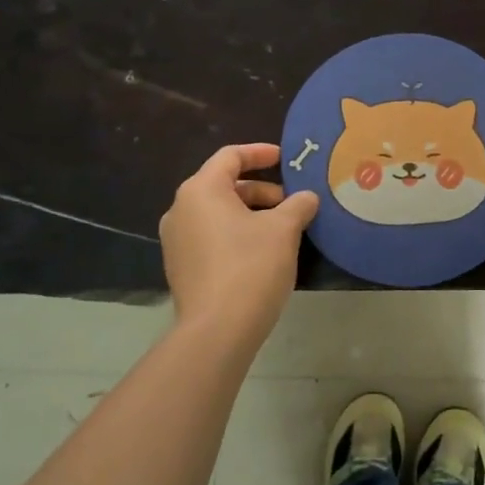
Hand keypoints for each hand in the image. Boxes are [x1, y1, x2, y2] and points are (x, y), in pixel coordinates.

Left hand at [159, 144, 317, 341]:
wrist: (217, 331)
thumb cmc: (251, 267)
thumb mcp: (284, 230)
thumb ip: (298, 205)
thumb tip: (307, 198)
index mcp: (201, 190)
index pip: (230, 156)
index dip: (260, 153)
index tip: (285, 158)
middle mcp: (181, 209)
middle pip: (224, 185)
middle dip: (261, 190)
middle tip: (291, 203)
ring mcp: (177, 241)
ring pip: (219, 213)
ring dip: (251, 214)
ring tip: (283, 230)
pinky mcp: (181, 267)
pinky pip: (211, 236)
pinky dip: (237, 234)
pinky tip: (263, 253)